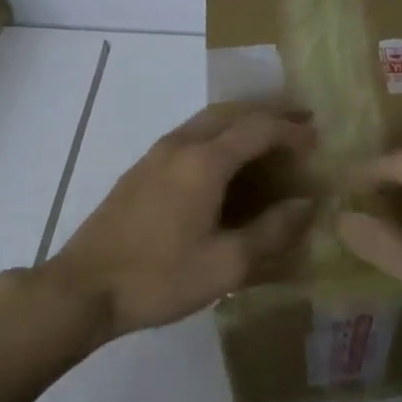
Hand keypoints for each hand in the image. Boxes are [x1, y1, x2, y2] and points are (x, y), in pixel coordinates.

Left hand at [47, 102, 316, 338]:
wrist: (83, 289)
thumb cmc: (160, 278)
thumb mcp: (226, 264)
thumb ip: (271, 231)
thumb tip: (305, 204)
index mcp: (204, 162)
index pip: (258, 128)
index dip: (291, 130)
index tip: (317, 139)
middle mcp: (180, 145)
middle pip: (231, 113)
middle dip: (268, 115)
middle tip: (299, 124)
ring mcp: (155, 155)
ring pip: (206, 121)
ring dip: (241, 122)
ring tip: (268, 138)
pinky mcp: (140, 170)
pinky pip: (189, 136)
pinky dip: (218, 136)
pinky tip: (225, 162)